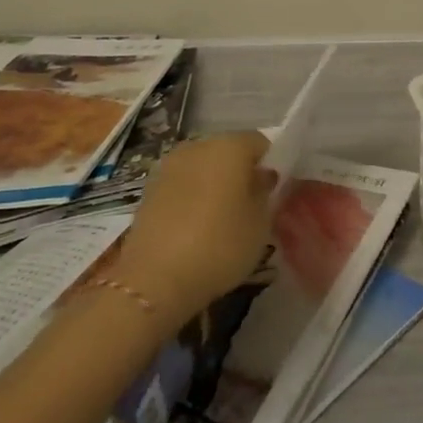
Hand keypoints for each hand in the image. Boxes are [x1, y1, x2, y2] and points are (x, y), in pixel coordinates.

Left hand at [117, 131, 274, 325]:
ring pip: (202, 167)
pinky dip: (191, 197)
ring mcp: (169, 166)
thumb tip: (262, 176)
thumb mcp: (259, 224)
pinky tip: (195, 226)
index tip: (273, 191)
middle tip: (249, 205)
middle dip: (240, 172)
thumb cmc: (219, 245)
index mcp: (230, 146)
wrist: (154, 279)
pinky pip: (181, 185)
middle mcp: (197, 146)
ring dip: (213, 184)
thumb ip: (264, 193)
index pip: (260, 143)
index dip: (270, 164)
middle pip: (228, 151)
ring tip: (221, 218)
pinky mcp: (148, 190)